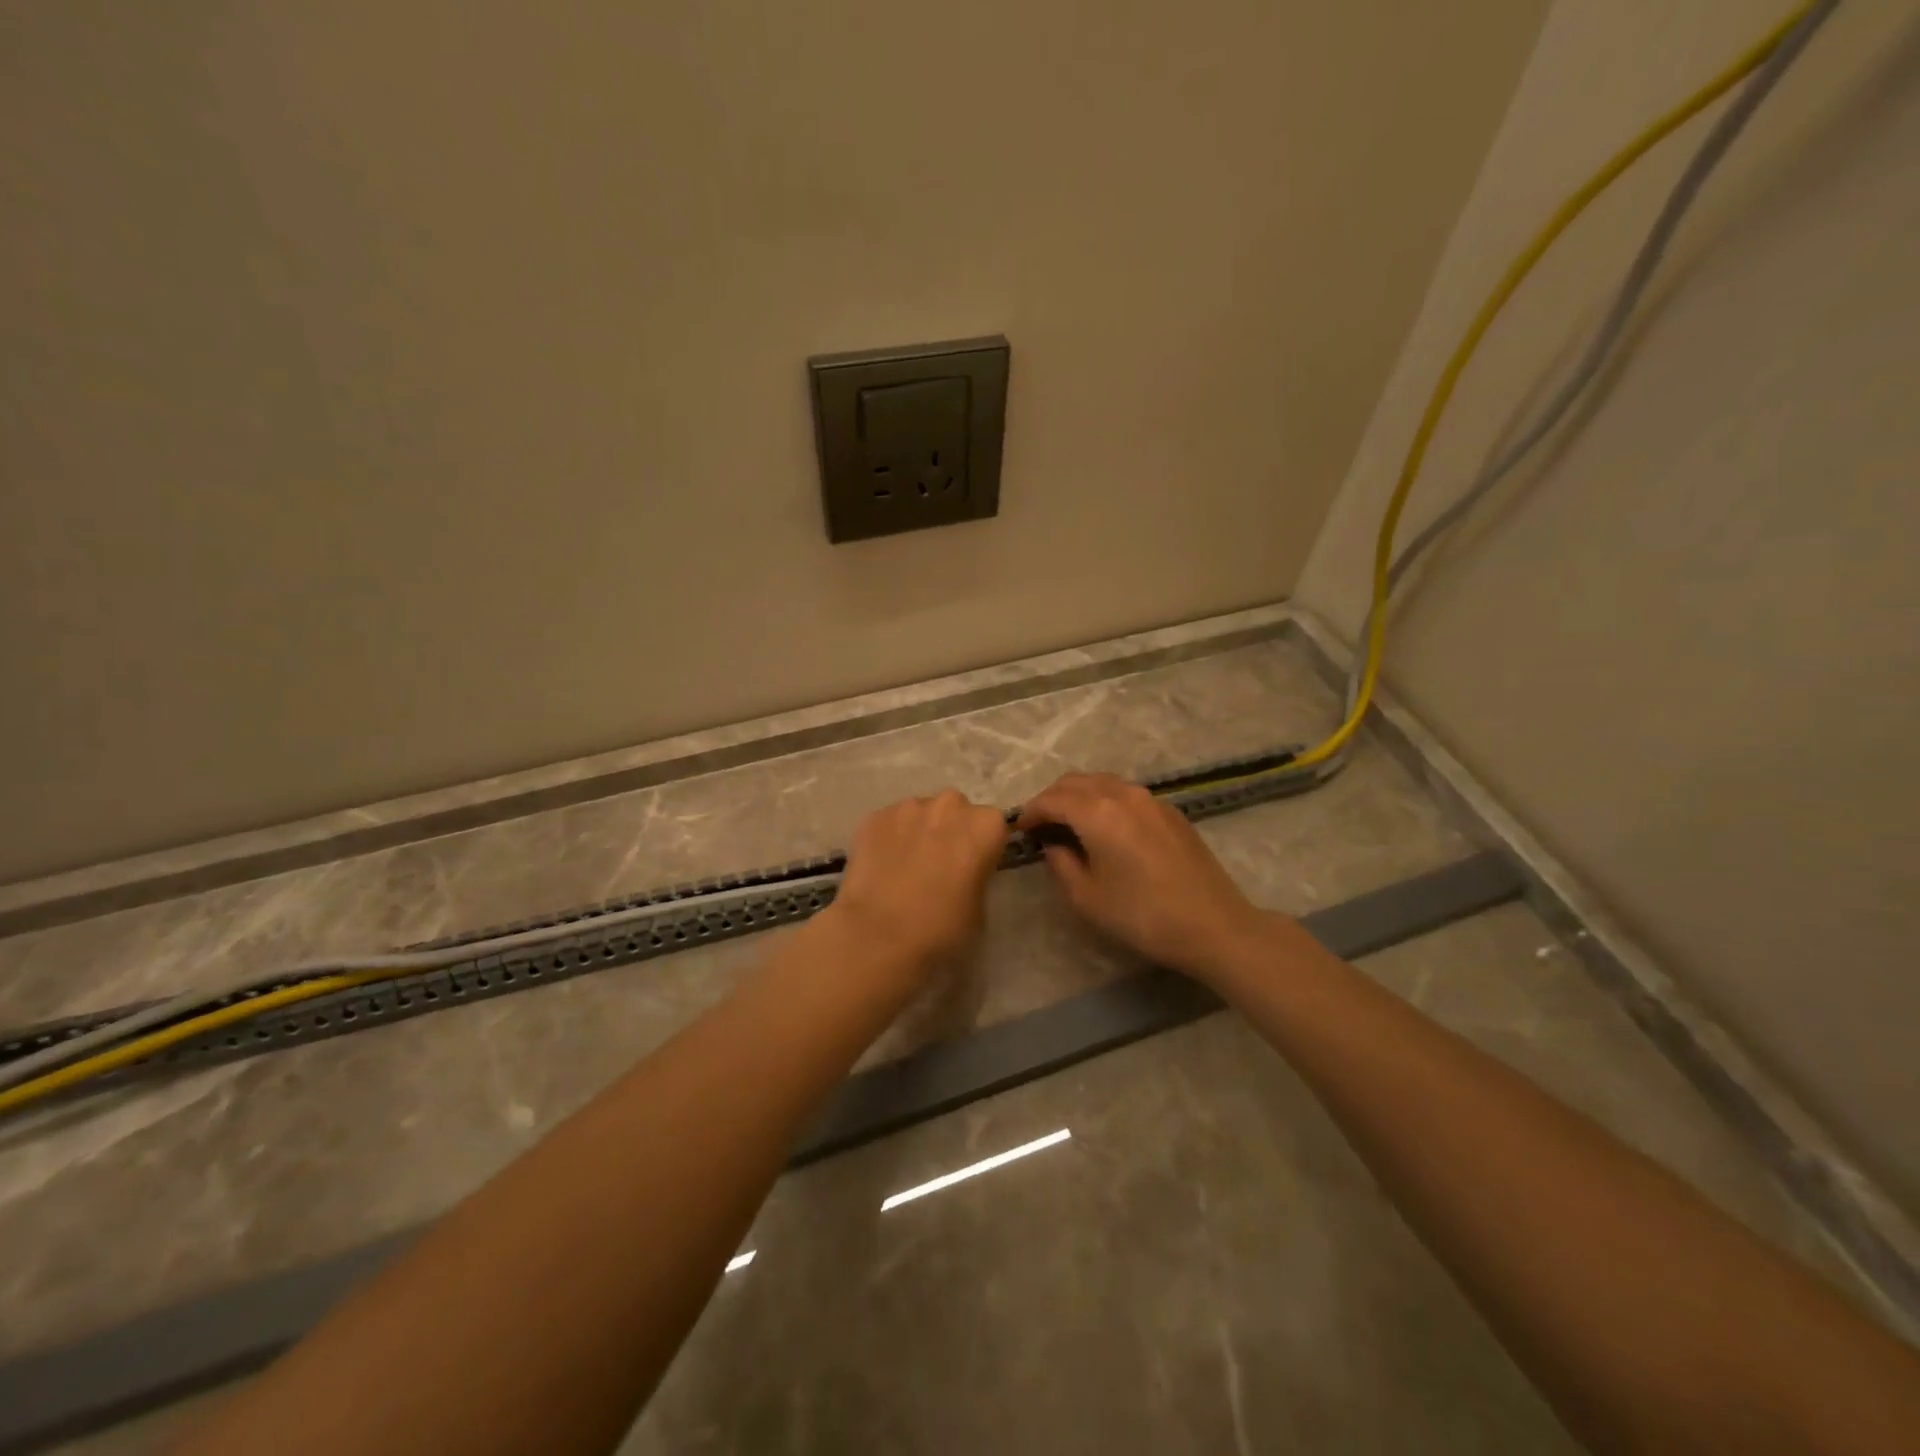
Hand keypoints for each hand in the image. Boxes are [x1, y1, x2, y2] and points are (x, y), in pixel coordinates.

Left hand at [819, 790, 1009, 990]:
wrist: (880, 936)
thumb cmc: (942, 928)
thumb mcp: (980, 908)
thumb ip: (977, 876)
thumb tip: (963, 873)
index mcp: (985, 825)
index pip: (992, 827)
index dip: (981, 847)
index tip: (971, 867)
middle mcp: (950, 805)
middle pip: (955, 811)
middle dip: (950, 831)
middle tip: (938, 865)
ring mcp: (909, 807)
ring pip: (920, 814)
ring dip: (918, 832)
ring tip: (905, 867)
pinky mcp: (875, 816)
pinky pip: (889, 823)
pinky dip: (889, 838)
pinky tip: (881, 868)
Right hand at [1015, 772, 1270, 982]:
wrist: (1213, 925)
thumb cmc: (1142, 915)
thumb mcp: (1087, 898)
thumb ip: (1060, 864)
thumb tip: (1053, 844)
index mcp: (1097, 812)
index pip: (1052, 799)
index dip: (1031, 812)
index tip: (1020, 830)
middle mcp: (1122, 794)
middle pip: (1075, 782)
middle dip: (1052, 799)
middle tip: (1042, 826)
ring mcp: (1150, 799)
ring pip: (1102, 783)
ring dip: (1079, 796)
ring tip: (1070, 825)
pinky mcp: (1170, 811)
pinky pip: (1126, 793)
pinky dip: (1105, 801)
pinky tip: (1106, 829)